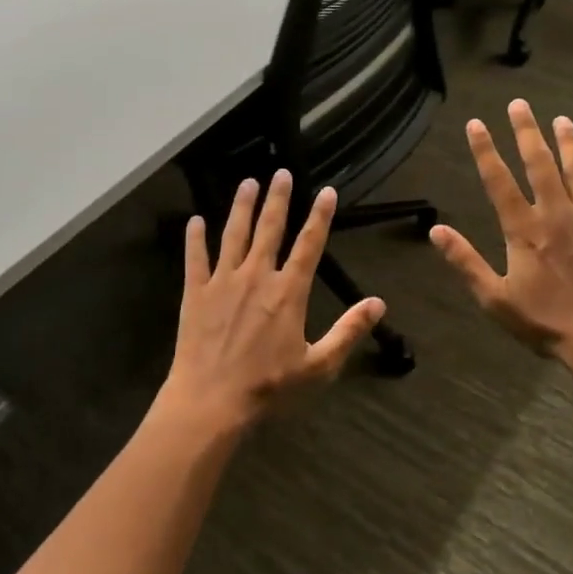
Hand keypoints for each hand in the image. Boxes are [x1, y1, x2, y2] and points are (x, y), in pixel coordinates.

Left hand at [158, 171, 385, 432]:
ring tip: (248, 183)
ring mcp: (223, 282)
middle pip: (270, 229)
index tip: (326, 191)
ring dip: (241, 207)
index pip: (309, 245)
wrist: (212, 401)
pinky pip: (195, 258)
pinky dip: (195, 238)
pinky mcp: (196, 293)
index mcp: (288, 292)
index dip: (320, 216)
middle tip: (281, 173)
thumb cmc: (269, 387)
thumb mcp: (319, 365)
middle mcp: (257, 276)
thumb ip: (348, 330)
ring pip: (234, 234)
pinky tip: (194, 221)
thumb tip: (378, 303)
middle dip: (278, 199)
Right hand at [431, 100, 572, 374]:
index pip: (498, 181)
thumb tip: (436, 231)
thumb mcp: (494, 297)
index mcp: (524, 229)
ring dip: (570, 144)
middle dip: (527, 132)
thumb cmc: (545, 321)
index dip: (485, 150)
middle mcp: (556, 214)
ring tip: (562, 120)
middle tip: (520, 104)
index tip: (476, 124)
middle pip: (539, 164)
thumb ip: (465, 261)